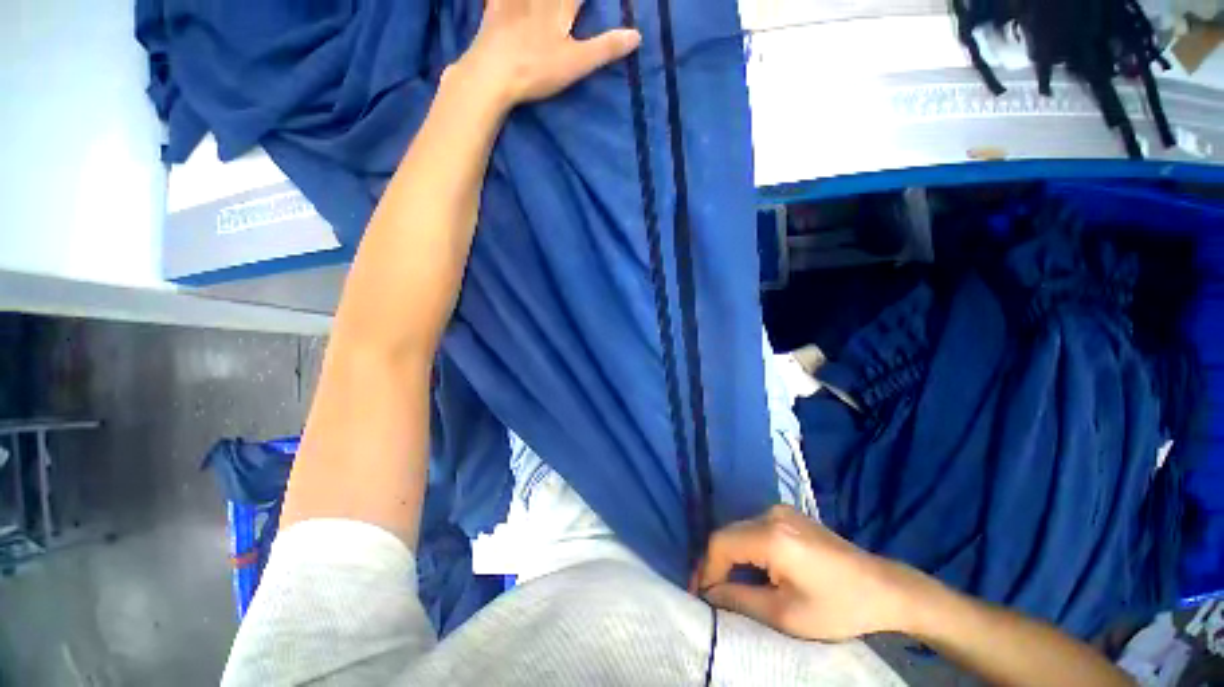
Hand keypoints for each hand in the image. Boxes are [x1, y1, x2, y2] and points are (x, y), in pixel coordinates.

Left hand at [455, 0, 640, 108]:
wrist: (493, 74)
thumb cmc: (537, 69)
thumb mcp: (577, 63)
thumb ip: (605, 48)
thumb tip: (637, 35)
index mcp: (561, 7)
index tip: (589, 2)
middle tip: (565, 5)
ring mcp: (514, 1)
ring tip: (545, 1)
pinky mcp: (494, 9)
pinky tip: (500, 1)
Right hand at [693, 505, 918, 641]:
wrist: (884, 588)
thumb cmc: (838, 608)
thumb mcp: (787, 615)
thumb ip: (740, 600)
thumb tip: (708, 594)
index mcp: (771, 535)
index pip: (721, 543)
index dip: (706, 569)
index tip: (699, 596)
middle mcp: (771, 513)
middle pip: (728, 534)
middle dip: (715, 564)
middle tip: (709, 594)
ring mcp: (780, 510)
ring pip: (739, 530)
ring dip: (730, 556)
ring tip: (726, 585)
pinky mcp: (788, 515)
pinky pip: (754, 528)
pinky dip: (745, 548)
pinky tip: (750, 569)